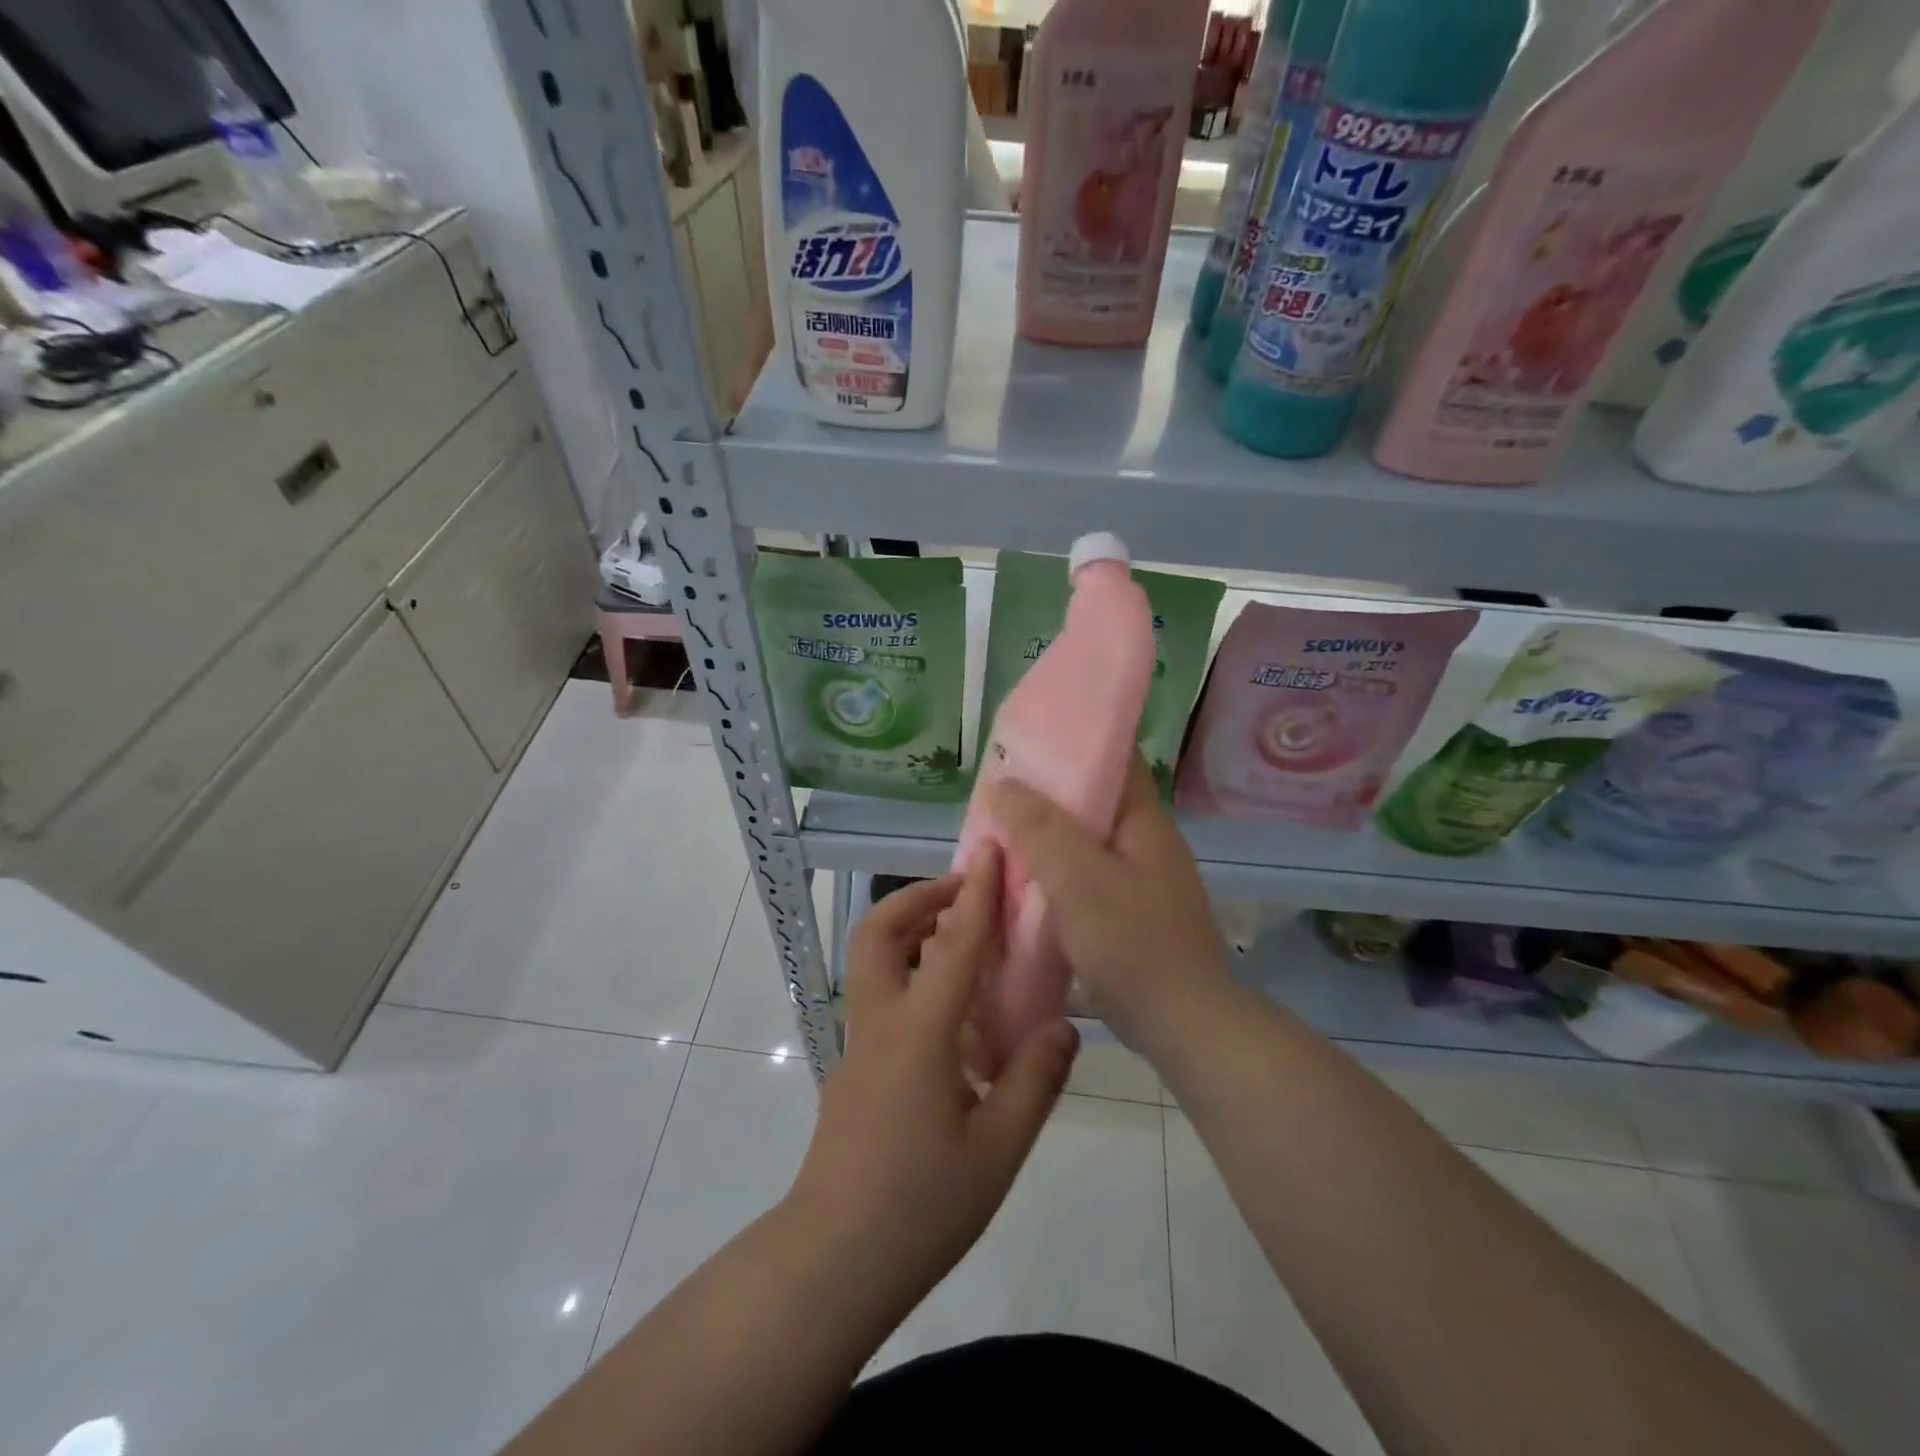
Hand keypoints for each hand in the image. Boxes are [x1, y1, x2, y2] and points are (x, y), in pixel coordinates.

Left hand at [786, 847, 1079, 1308]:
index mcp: (920, 1031)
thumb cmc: (920, 1206)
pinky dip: (908, 968)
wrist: (833, 1260)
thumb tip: (1062, 1025)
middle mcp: (880, 1020)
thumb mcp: (998, 1150)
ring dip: (909, 928)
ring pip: (870, 957)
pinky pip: (877, 991)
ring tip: (962, 939)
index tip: (992, 849)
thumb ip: (1034, 1079)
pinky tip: (948, 1006)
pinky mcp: (852, 1065)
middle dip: (920, 896)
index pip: (954, 942)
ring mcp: (857, 1042)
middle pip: (879, 930)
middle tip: (966, 893)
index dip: (977, 891)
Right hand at [985, 753, 1232, 1053]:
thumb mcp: (1080, 880)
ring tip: (1000, 837)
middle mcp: (1146, 842)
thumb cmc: (1133, 944)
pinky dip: (1054, 874)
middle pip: (1092, 800)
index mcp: (1143, 821)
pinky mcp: (1130, 914)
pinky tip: (1023, 886)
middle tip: (996, 795)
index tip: (1025, 741)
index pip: (1114, 757)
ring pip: (1084, 842)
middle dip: (1045, 795)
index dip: (1071, 741)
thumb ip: (1040, 829)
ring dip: (1046, 838)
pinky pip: (1085, 878)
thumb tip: (1003, 784)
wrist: (1184, 1027)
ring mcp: (1141, 880)